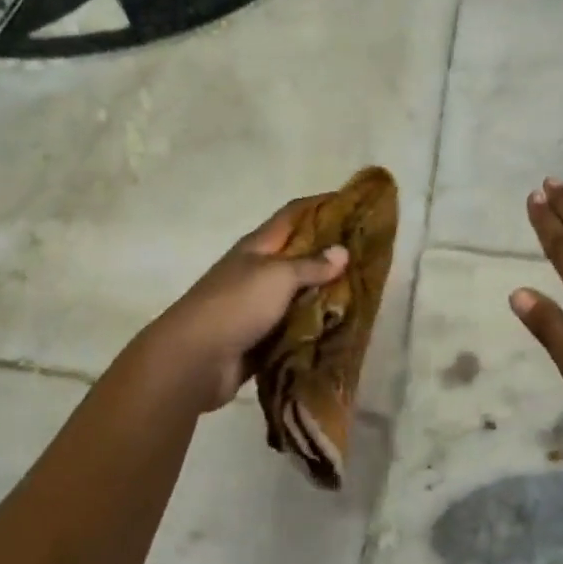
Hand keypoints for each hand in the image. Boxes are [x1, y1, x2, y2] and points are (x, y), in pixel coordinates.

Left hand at [138, 197, 350, 411]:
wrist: (194, 360)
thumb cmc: (235, 305)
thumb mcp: (277, 276)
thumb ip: (311, 265)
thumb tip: (342, 251)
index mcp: (257, 247)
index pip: (293, 215)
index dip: (321, 206)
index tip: (354, 204)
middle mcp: (258, 272)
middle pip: (299, 255)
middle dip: (331, 254)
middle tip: (368, 254)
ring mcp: (258, 307)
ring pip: (299, 294)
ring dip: (326, 294)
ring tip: (363, 292)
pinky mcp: (260, 339)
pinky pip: (294, 328)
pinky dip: (314, 328)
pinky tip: (341, 328)